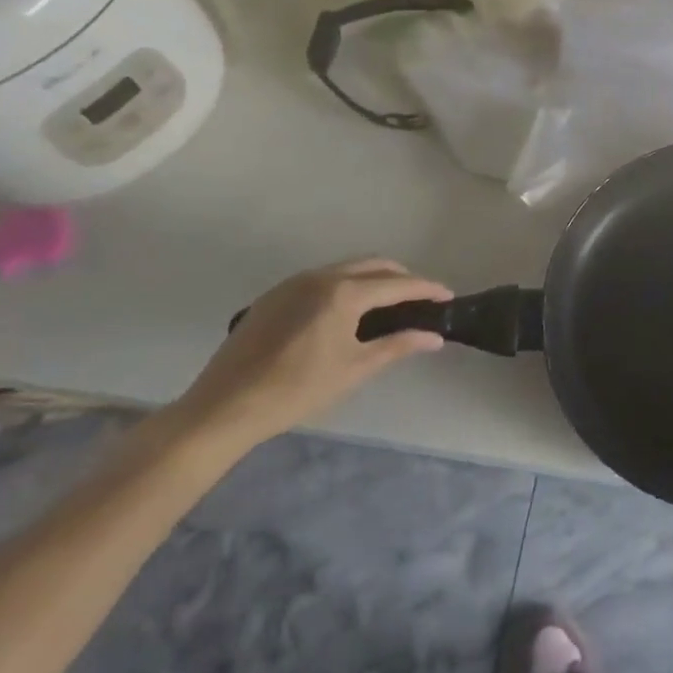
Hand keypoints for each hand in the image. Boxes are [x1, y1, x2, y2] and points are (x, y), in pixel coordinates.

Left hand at [174, 258, 452, 449]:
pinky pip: (322, 278)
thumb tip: (435, 337)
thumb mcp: (354, 369)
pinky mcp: (274, 294)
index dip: (426, 289)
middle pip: (374, 265)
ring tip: (388, 303)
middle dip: (402, 278)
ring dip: (373, 278)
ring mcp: (294, 282)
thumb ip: (397, 346)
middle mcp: (321, 276)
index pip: (397, 284)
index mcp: (344, 293)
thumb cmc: (296, 390)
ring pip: (347, 268)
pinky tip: (346, 311)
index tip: (447, 296)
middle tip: (420, 300)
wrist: (224, 407)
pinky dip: (346, 285)